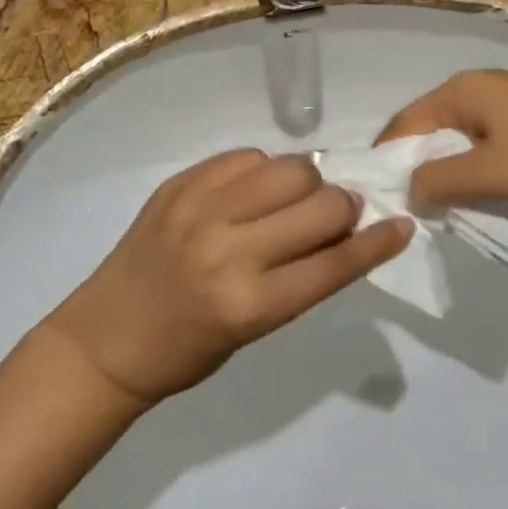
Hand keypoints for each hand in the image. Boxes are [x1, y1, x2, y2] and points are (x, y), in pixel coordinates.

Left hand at [43, 149, 410, 403]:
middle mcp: (228, 249)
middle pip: (320, 204)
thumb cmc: (186, 351)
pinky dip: (263, 170)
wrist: (106, 338)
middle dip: (344, 207)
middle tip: (341, 214)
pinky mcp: (180, 183)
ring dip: (308, 182)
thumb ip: (298, 275)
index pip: (334, 262)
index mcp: (249, 303)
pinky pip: (245, 156)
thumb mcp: (253, 330)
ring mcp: (200, 209)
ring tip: (297, 198)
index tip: (401, 225)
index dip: (377, 243)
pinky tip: (255, 189)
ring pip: (288, 168)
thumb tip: (341, 225)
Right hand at [379, 70, 507, 210]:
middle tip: (415, 203)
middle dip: (419, 164)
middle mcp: (477, 85)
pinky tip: (486, 185)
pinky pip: (486, 136)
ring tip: (448, 200)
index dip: (387, 158)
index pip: (403, 122)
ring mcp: (507, 96)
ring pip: (460, 133)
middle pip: (430, 126)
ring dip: (449, 165)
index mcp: (459, 90)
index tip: (383, 196)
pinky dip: (476, 161)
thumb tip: (408, 190)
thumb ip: (439, 182)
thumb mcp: (488, 174)